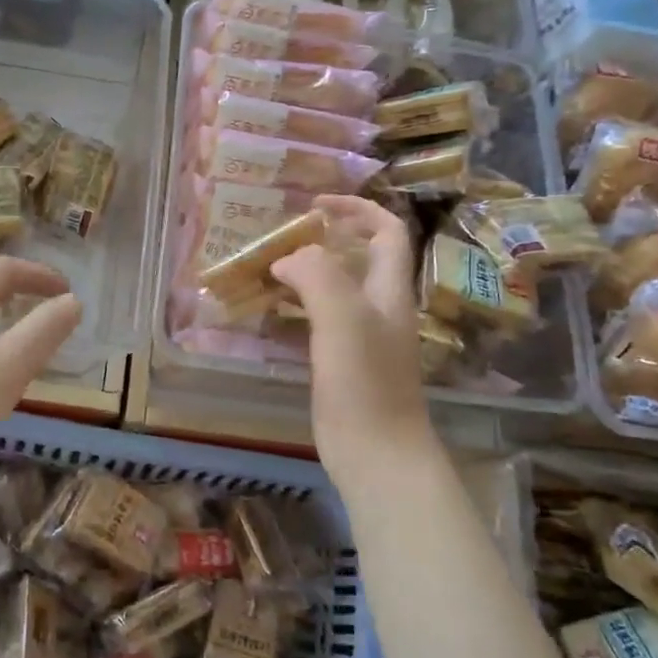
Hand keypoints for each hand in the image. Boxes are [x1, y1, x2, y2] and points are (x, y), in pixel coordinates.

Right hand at [273, 196, 438, 478]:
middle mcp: (380, 308)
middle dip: (325, 239)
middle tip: (282, 238)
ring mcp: (362, 338)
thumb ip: (317, 274)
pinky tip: (270, 313)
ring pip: (336, 290)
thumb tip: (287, 258)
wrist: (377, 454)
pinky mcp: (343, 364)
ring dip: (306, 273)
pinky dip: (297, 308)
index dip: (356, 208)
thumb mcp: (342, 317)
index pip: (386, 231)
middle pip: (359, 258)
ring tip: (268, 269)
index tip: (315, 204)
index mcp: (389, 290)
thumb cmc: (364, 383)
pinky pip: (320, 322)